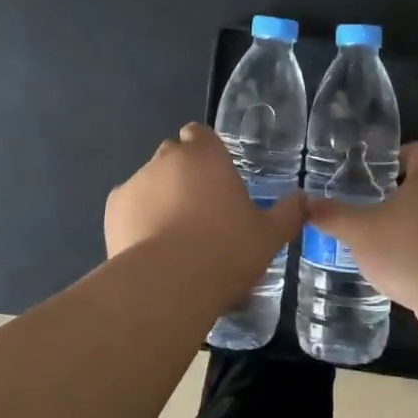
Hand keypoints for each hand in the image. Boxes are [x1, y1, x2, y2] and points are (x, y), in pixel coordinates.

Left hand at [105, 124, 305, 272]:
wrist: (167, 285)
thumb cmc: (226, 251)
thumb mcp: (270, 236)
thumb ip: (288, 213)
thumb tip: (304, 199)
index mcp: (206, 155)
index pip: (199, 133)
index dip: (205, 151)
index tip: (216, 177)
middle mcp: (167, 158)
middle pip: (174, 155)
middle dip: (184, 174)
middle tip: (201, 211)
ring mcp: (136, 181)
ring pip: (150, 181)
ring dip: (160, 197)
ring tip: (173, 237)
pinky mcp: (113, 208)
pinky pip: (129, 206)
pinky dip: (137, 218)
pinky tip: (150, 247)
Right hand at [304, 142, 417, 304]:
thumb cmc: (411, 249)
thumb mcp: (360, 232)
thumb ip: (333, 216)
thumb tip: (305, 203)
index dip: (403, 154)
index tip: (382, 167)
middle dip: (401, 199)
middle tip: (369, 210)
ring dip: (412, 232)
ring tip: (381, 247)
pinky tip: (402, 276)